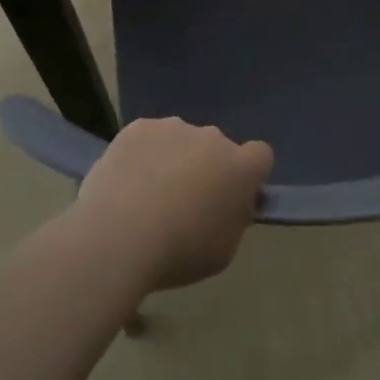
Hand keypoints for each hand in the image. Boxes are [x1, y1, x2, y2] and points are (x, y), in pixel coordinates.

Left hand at [72, 117, 273, 292]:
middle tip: (185, 201)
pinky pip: (148, 138)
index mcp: (241, 167)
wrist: (118, 236)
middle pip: (217, 147)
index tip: (232, 196)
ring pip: (181, 140)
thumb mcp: (223, 250)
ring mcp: (174, 127)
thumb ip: (234, 219)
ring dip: (174, 158)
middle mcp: (213, 137)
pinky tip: (125, 182)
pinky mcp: (138, 127)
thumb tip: (230, 204)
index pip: (260, 156)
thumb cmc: (179, 252)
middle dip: (207, 167)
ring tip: (147, 194)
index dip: (249, 174)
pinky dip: (142, 155)